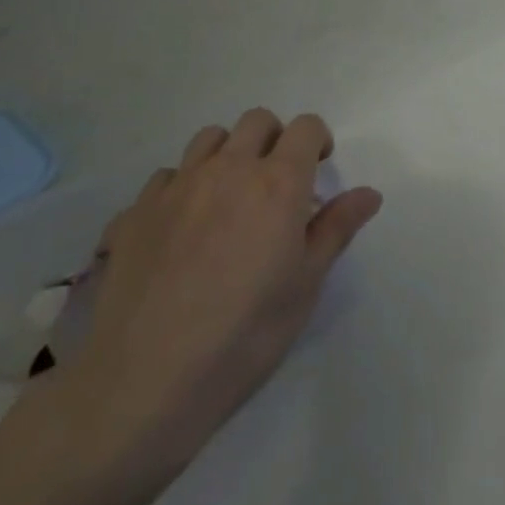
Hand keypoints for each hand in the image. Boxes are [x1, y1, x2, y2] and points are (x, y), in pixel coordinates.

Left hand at [47, 110, 381, 492]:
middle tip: (276, 182)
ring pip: (209, 139)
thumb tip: (369, 193)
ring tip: (228, 197)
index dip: (316, 140)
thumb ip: (336, 229)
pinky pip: (166, 177)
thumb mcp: (305, 285)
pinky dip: (181, 188)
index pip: (305, 127)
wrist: (143, 383)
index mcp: (277, 182)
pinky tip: (180, 228)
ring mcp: (177, 187)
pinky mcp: (135, 212)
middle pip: (256, 122)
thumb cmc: (243, 335)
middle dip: (273, 139)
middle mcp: (228, 169)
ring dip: (227, 154)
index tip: (318, 167)